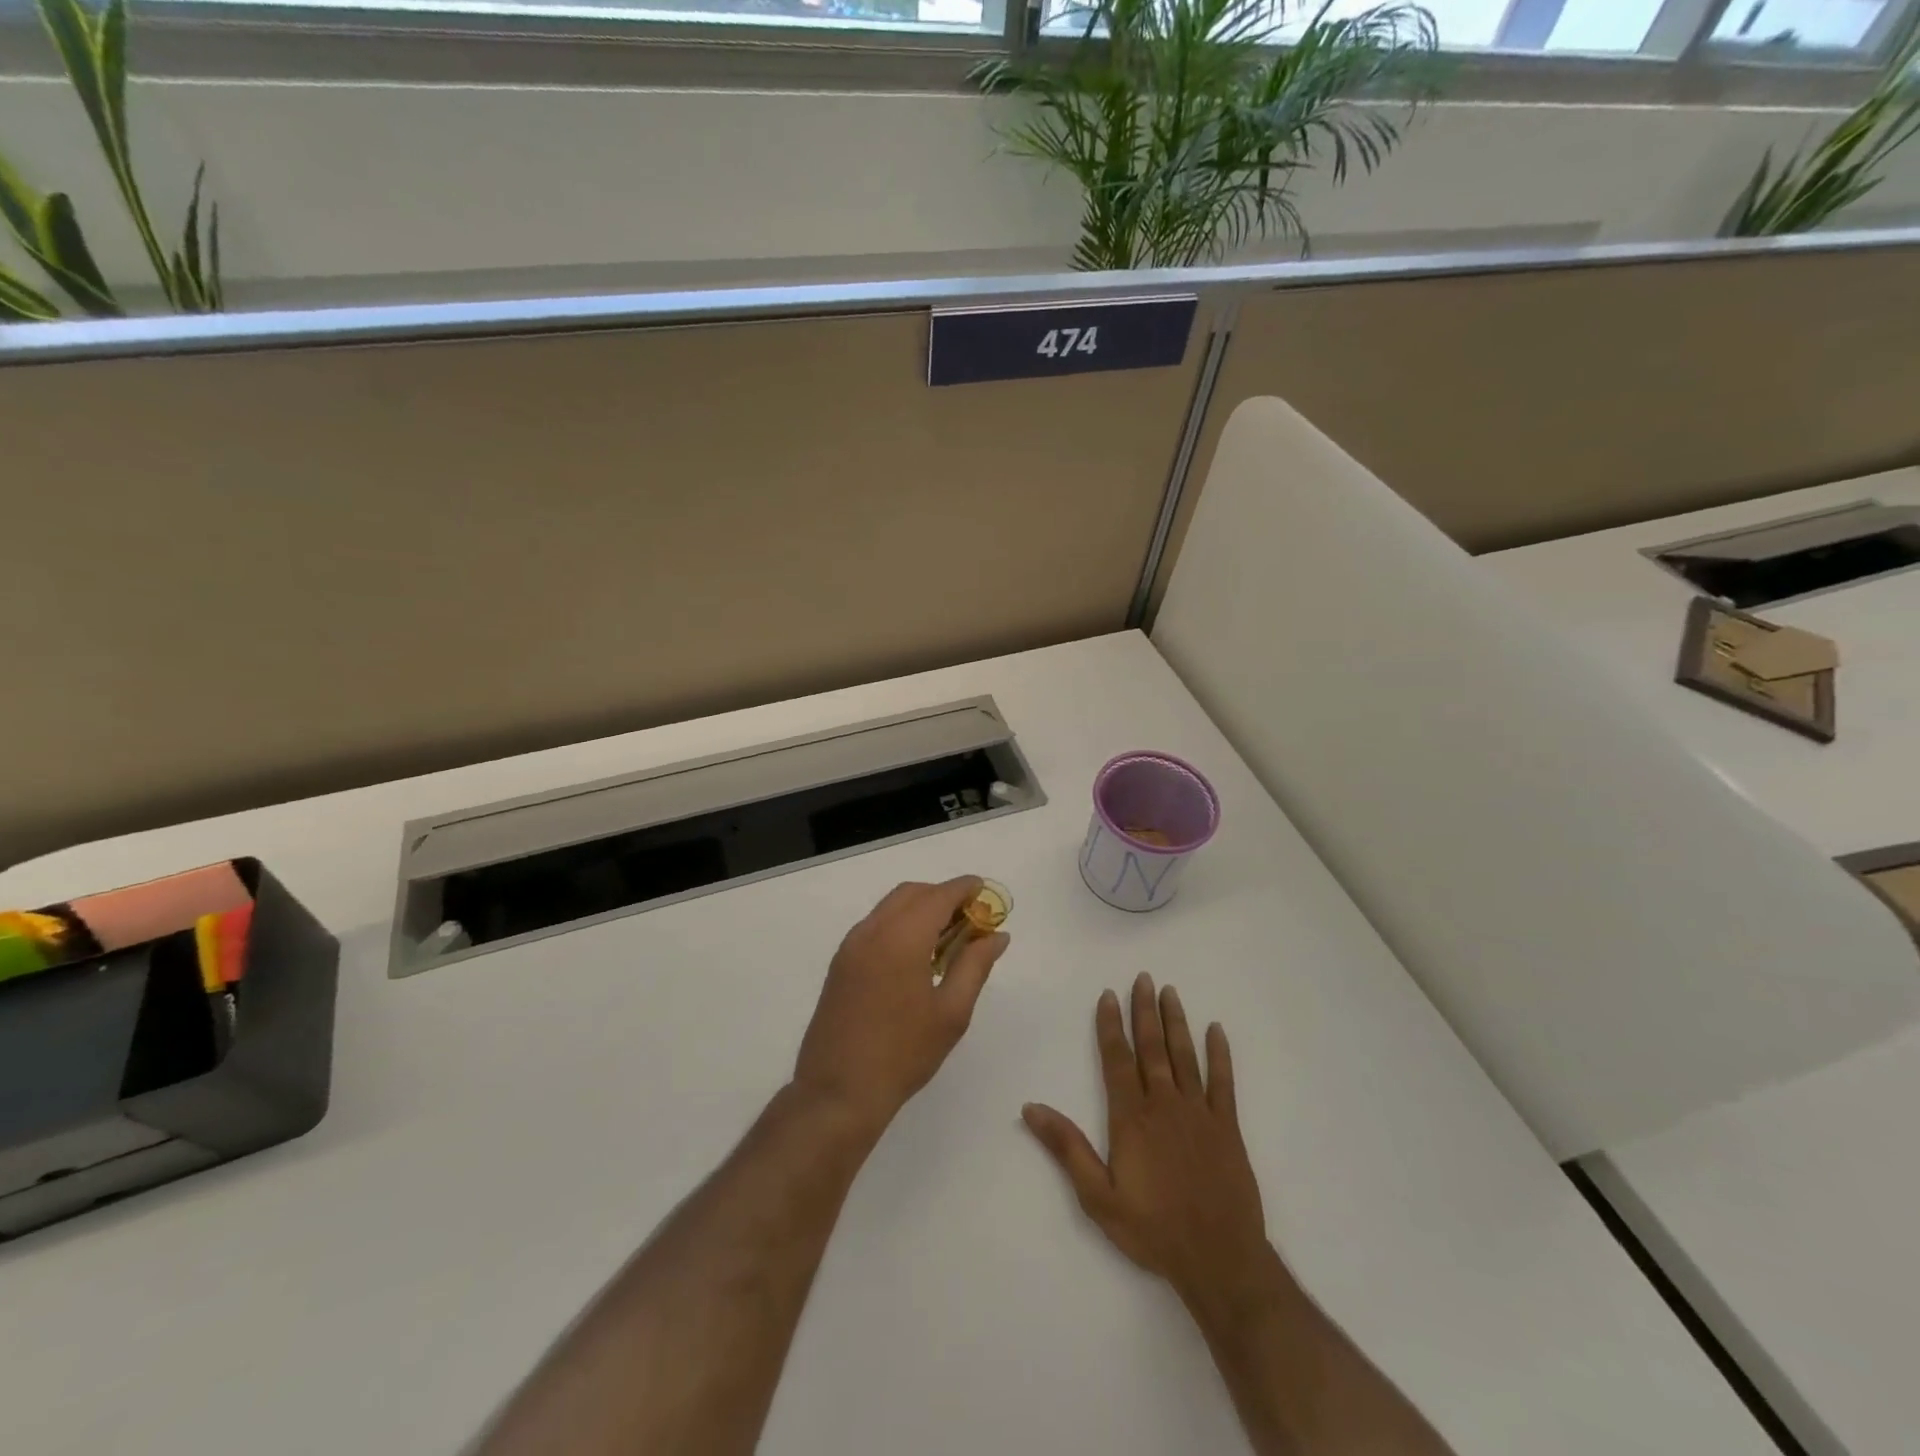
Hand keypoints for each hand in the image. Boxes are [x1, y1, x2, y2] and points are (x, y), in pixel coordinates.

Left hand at [793, 877, 1009, 1137]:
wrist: (838, 1092)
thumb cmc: (903, 1054)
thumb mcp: (951, 1012)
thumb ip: (975, 965)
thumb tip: (997, 936)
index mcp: (901, 938)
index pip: (938, 896)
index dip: (964, 888)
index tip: (985, 891)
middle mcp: (872, 931)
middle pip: (911, 894)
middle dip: (942, 896)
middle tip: (970, 918)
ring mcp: (851, 946)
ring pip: (890, 907)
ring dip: (920, 908)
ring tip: (948, 937)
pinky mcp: (840, 963)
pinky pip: (875, 925)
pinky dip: (900, 923)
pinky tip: (917, 954)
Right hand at [1023, 973, 1271, 1317]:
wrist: (1219, 1259)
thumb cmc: (1152, 1229)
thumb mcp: (1098, 1196)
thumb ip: (1066, 1148)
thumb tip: (1031, 1107)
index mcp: (1131, 1117)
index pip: (1117, 1059)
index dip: (1111, 1025)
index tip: (1109, 995)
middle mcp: (1164, 1104)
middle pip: (1152, 1047)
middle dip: (1145, 1011)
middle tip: (1143, 978)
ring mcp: (1199, 1112)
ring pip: (1185, 1055)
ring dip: (1176, 1022)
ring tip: (1170, 992)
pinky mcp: (1227, 1127)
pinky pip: (1223, 1082)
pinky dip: (1220, 1054)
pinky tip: (1217, 1030)